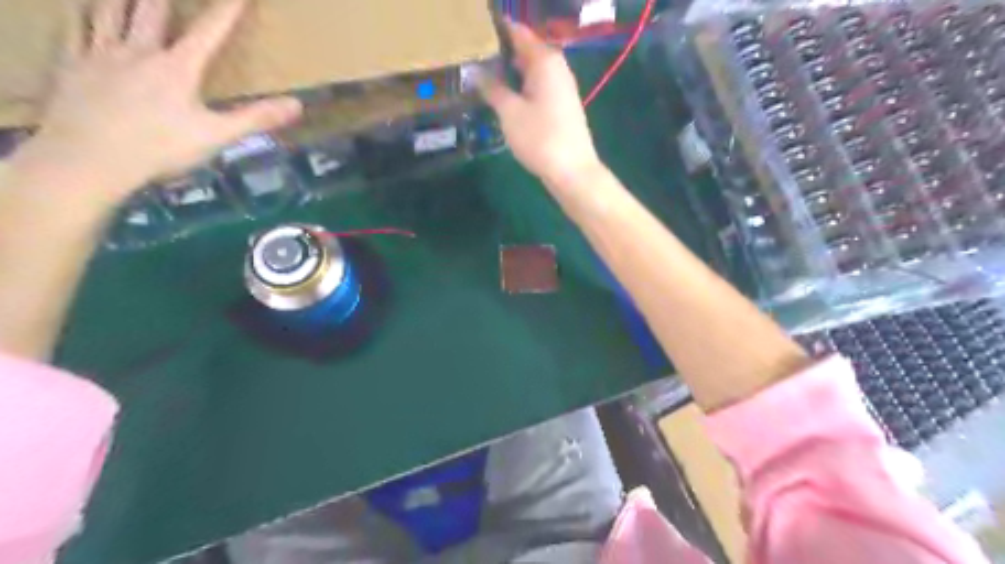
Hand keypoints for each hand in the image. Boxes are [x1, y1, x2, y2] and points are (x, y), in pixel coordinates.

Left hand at [9, 1, 300, 205]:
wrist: (90, 159)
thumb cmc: (160, 148)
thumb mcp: (217, 136)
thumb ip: (256, 118)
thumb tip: (298, 105)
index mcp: (178, 68)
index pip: (209, 32)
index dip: (227, 10)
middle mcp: (139, 51)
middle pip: (152, 10)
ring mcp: (100, 55)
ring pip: (108, 11)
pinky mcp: (71, 66)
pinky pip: (73, 29)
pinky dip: (78, 14)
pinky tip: (78, 9)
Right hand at [475, 22, 594, 188]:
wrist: (572, 171)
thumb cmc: (540, 138)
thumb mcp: (510, 112)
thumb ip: (492, 88)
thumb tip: (475, 71)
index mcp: (545, 60)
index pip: (518, 32)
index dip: (496, 32)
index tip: (473, 38)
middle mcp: (556, 67)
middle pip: (525, 51)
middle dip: (500, 54)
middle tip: (471, 61)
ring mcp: (561, 88)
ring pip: (530, 71)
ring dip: (509, 73)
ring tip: (481, 78)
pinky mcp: (561, 106)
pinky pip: (536, 87)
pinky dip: (520, 88)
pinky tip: (503, 98)